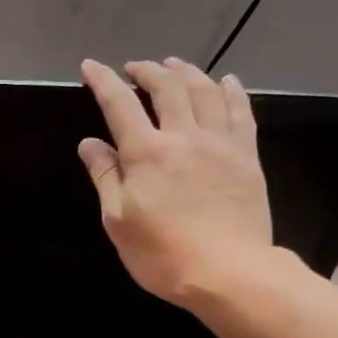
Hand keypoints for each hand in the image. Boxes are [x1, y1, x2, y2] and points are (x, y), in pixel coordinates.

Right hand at [78, 58, 278, 306]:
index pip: (119, 105)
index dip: (103, 81)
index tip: (91, 66)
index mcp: (146, 153)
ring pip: (204, 91)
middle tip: (135, 68)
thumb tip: (90, 144)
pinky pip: (241, 111)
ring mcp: (220, 143)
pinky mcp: (247, 156)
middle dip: (147, 71)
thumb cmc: (163, 255)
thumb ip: (106, 177)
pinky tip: (227, 82)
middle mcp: (183, 136)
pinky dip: (231, 91)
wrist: (229, 272)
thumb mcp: (119, 222)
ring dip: (186, 72)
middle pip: (166, 88)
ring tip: (175, 65)